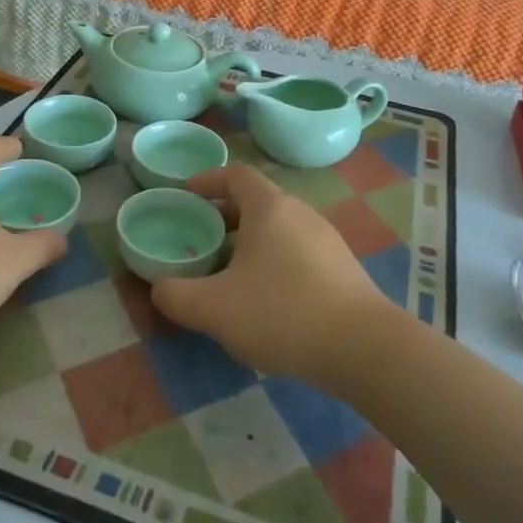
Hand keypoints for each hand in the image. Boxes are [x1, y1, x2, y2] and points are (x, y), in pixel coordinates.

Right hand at [151, 164, 387, 381]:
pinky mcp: (342, 268)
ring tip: (227, 272)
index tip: (186, 193)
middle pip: (257, 201)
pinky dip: (273, 261)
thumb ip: (176, 296)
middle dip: (224, 215)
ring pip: (278, 228)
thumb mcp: (214, 308)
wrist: (363, 348)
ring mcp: (326, 240)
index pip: (236, 174)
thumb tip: (159, 289)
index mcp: (270, 208)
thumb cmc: (282, 313)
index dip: (208, 179)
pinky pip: (297, 251)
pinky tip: (265, 299)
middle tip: (200, 238)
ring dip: (249, 241)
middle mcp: (300, 213)